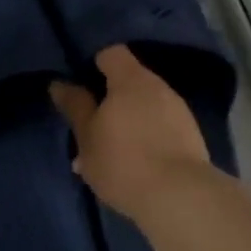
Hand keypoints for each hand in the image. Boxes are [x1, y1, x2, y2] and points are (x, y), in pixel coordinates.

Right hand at [49, 46, 211, 222]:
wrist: (180, 197)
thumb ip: (75, 106)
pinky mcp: (191, 137)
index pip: (111, 53)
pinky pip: (160, 128)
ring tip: (108, 153)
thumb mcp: (87, 136)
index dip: (93, 62)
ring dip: (126, 122)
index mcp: (131, 79)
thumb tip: (59, 83)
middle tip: (89, 125)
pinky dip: (145, 138)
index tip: (78, 83)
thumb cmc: (123, 160)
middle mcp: (159, 87)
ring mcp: (179, 112)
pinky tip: (132, 165)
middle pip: (129, 82)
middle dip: (108, 100)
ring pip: (144, 107)